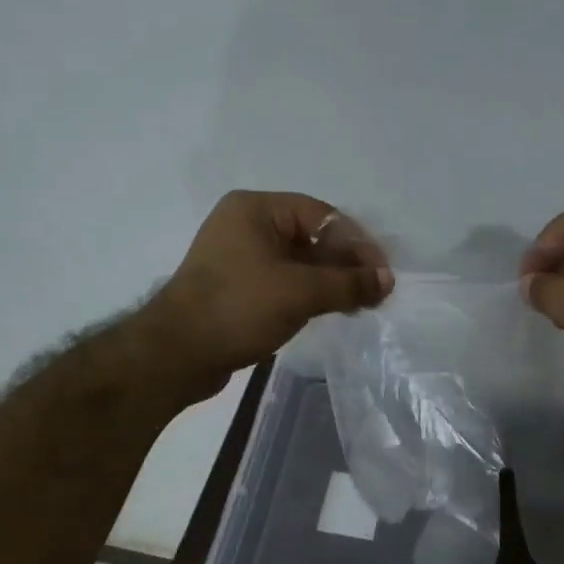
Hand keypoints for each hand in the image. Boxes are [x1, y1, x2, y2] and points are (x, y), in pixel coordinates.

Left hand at [139, 191, 393, 399]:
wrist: (177, 353)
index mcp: (256, 209)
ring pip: (298, 263)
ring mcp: (239, 258)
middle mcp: (246, 225)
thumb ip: (348, 283)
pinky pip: (282, 283)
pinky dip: (308, 294)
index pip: (323, 216)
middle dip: (345, 265)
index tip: (382, 275)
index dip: (357, 244)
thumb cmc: (238, 308)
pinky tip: (329, 312)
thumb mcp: (300, 292)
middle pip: (311, 237)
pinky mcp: (237, 288)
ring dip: (329, 282)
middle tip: (374, 294)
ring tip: (358, 306)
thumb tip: (386, 281)